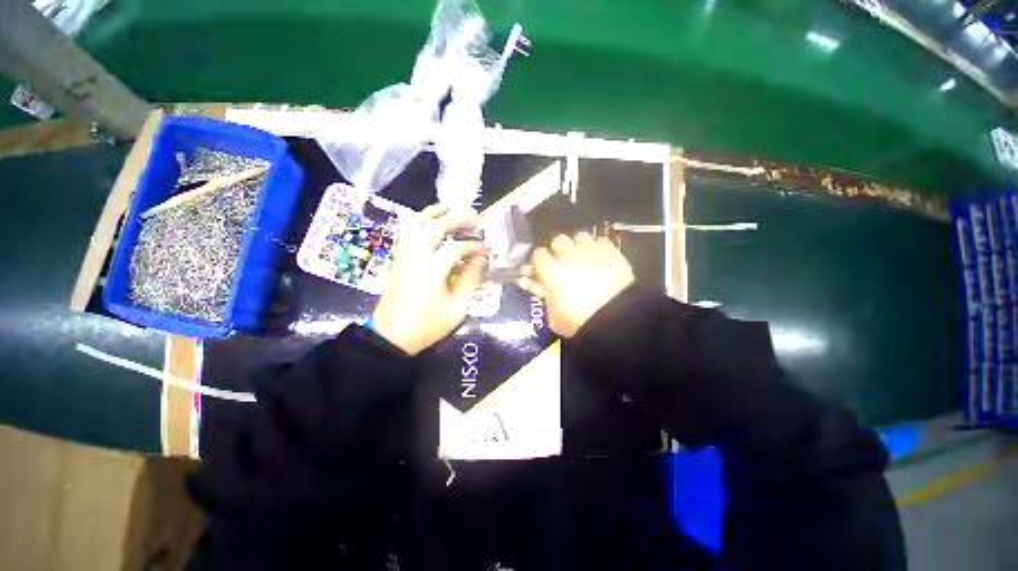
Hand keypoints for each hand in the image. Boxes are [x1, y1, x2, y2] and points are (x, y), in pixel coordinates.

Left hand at [372, 205, 487, 354]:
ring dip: (433, 213)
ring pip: (415, 225)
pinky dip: (418, 222)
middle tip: (475, 216)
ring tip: (448, 208)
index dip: (475, 246)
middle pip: (435, 227)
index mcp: (432, 271)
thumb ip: (470, 280)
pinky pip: (406, 233)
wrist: (391, 337)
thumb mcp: (457, 308)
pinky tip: (428, 222)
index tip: (487, 249)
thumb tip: (480, 260)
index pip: (456, 248)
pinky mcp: (397, 260)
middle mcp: (415, 257)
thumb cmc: (427, 326)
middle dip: (457, 219)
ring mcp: (403, 256)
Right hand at [524, 233, 633, 337]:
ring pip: (580, 236)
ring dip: (578, 245)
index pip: (538, 254)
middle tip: (563, 262)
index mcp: (551, 271)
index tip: (542, 269)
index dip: (539, 261)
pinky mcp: (611, 251)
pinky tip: (599, 258)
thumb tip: (538, 285)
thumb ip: (544, 296)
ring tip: (582, 257)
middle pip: (558, 240)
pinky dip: (597, 247)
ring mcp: (591, 251)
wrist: (616, 319)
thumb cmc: (579, 322)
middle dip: (558, 250)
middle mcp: (569, 255)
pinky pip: (600, 240)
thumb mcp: (554, 316)